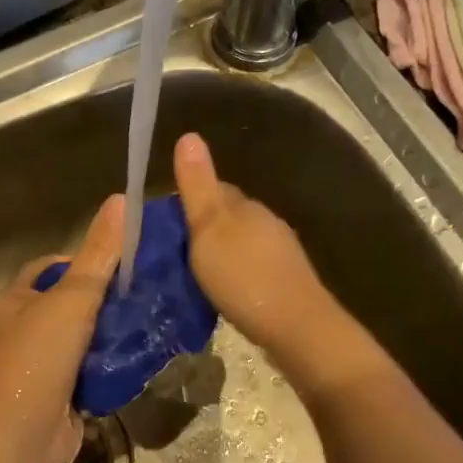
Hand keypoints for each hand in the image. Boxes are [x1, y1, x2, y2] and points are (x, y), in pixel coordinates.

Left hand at [0, 194, 123, 462]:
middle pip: (69, 304)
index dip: (83, 260)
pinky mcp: (58, 397)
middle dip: (105, 300)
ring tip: (151, 322)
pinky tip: (141, 360)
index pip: (50, 268)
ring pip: (82, 340)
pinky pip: (89, 373)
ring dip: (111, 335)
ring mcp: (39, 367)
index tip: (122, 263)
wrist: (21, 440)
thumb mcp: (72, 299)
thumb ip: (99, 254)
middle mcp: (21, 331)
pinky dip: (111, 367)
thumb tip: (121, 200)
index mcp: (14, 302)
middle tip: (146, 293)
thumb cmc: (38, 360)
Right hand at [173, 133, 338, 360]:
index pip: (216, 189)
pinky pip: (252, 268)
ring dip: (220, 252)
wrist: (296, 327)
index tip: (165, 221)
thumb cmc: (244, 276)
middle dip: (204, 228)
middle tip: (173, 252)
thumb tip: (189, 135)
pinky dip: (234, 273)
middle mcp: (267, 223)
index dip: (191, 199)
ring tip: (193, 274)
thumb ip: (198, 187)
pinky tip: (223, 291)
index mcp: (246, 207)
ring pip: (241, 243)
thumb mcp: (209, 229)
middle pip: (229, 216)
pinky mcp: (285, 282)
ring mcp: (280, 253)